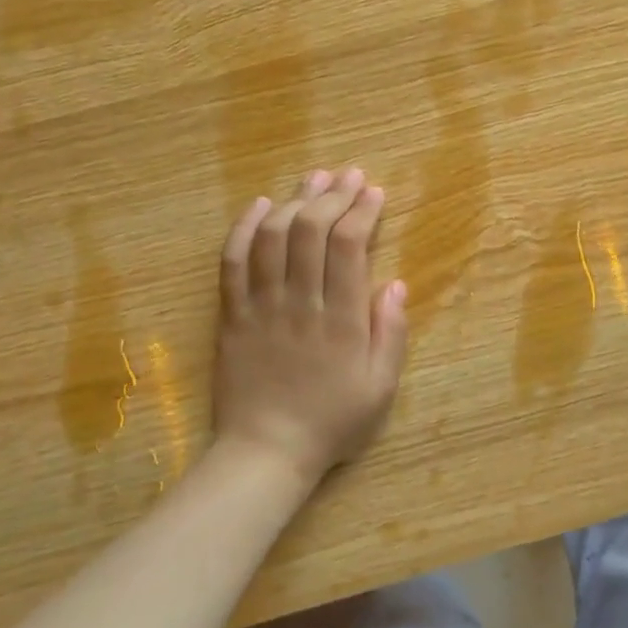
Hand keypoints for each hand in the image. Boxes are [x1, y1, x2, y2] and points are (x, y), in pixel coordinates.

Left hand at [213, 168, 407, 488]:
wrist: (265, 452)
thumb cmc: (331, 422)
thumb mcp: (380, 388)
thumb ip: (390, 334)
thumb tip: (396, 284)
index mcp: (341, 321)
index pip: (349, 247)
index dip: (362, 211)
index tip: (374, 191)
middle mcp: (300, 303)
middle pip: (310, 232)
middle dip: (332, 195)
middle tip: (348, 175)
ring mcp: (260, 307)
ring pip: (273, 238)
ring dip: (293, 201)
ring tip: (313, 179)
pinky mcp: (231, 315)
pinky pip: (233, 262)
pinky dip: (245, 228)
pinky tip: (260, 204)